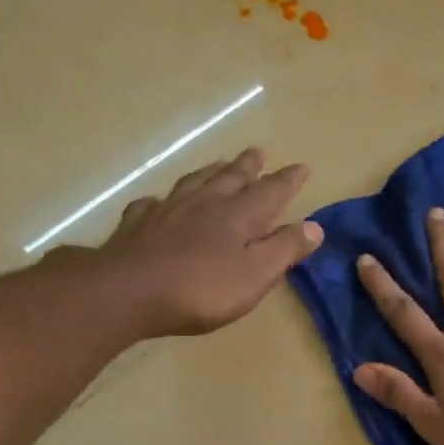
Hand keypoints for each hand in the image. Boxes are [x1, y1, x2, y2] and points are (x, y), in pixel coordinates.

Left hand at [96, 147, 322, 336]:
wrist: (128, 291)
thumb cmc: (201, 289)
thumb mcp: (255, 274)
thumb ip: (284, 249)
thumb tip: (315, 226)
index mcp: (239, 216)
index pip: (271, 191)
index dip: (288, 180)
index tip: (302, 168)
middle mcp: (205, 203)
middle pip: (231, 178)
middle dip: (248, 167)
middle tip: (257, 153)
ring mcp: (168, 211)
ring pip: (194, 182)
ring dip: (210, 172)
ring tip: (219, 164)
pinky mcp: (137, 225)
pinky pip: (152, 205)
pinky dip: (161, 200)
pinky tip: (159, 202)